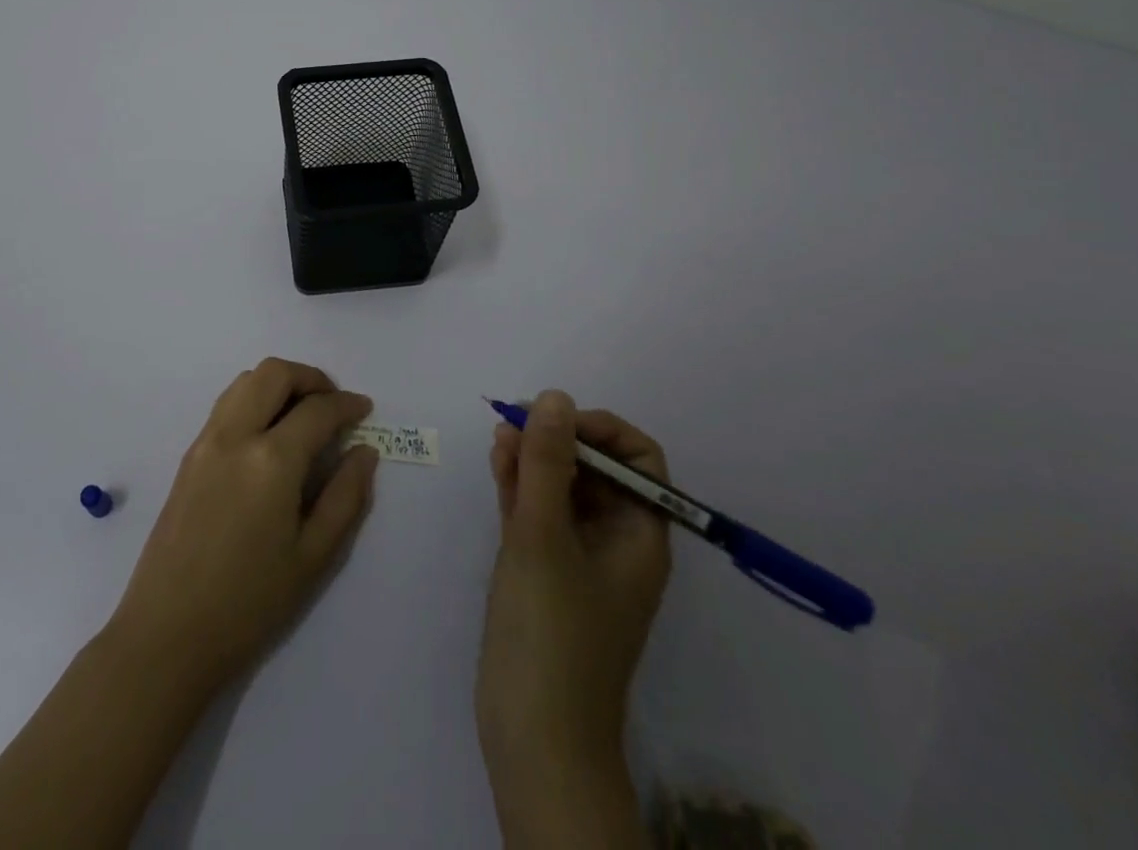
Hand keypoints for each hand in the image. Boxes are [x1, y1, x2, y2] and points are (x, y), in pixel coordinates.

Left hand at [107, 358, 378, 692]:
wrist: (167, 634)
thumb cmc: (249, 604)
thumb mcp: (313, 557)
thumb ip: (345, 497)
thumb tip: (364, 452)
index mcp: (271, 460)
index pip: (317, 410)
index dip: (346, 405)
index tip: (364, 410)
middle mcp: (235, 435)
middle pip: (274, 373)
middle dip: (311, 378)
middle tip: (333, 405)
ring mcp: (205, 441)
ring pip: (245, 381)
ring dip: (279, 384)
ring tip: (302, 416)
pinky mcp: (188, 455)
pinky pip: (226, 404)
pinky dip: (254, 400)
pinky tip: (269, 436)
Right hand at [477, 391, 671, 843]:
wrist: (534, 740)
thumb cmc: (550, 633)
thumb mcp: (544, 536)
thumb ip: (548, 463)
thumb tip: (555, 396)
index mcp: (639, 537)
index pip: (638, 461)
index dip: (600, 430)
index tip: (554, 421)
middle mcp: (615, 542)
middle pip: (596, 469)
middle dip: (557, 439)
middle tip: (512, 423)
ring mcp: (578, 558)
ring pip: (562, 488)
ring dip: (533, 458)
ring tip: (498, 437)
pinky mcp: (546, 572)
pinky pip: (539, 513)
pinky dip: (520, 486)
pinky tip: (497, 463)